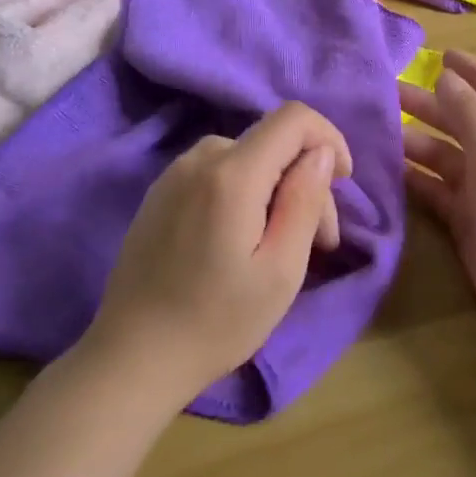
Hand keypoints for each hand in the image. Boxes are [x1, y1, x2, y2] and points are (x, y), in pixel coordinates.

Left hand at [87, 102, 352, 403]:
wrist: (131, 358)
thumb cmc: (216, 322)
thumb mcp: (281, 270)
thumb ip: (306, 200)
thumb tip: (322, 152)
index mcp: (232, 174)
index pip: (294, 118)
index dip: (328, 138)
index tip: (343, 181)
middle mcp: (200, 158)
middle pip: (273, 142)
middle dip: (306, 179)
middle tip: (322, 243)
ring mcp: (174, 173)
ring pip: (248, 157)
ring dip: (277, 188)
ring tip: (283, 246)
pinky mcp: (161, 192)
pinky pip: (218, 172)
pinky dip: (246, 191)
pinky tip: (243, 239)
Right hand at [400, 51, 475, 352]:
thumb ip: (472, 116)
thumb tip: (447, 77)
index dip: (472, 71)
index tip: (441, 54)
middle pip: (465, 122)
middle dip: (432, 105)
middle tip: (390, 94)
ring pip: (446, 157)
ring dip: (417, 143)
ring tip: (380, 132)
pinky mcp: (468, 223)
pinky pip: (437, 192)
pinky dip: (416, 180)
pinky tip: (388, 172)